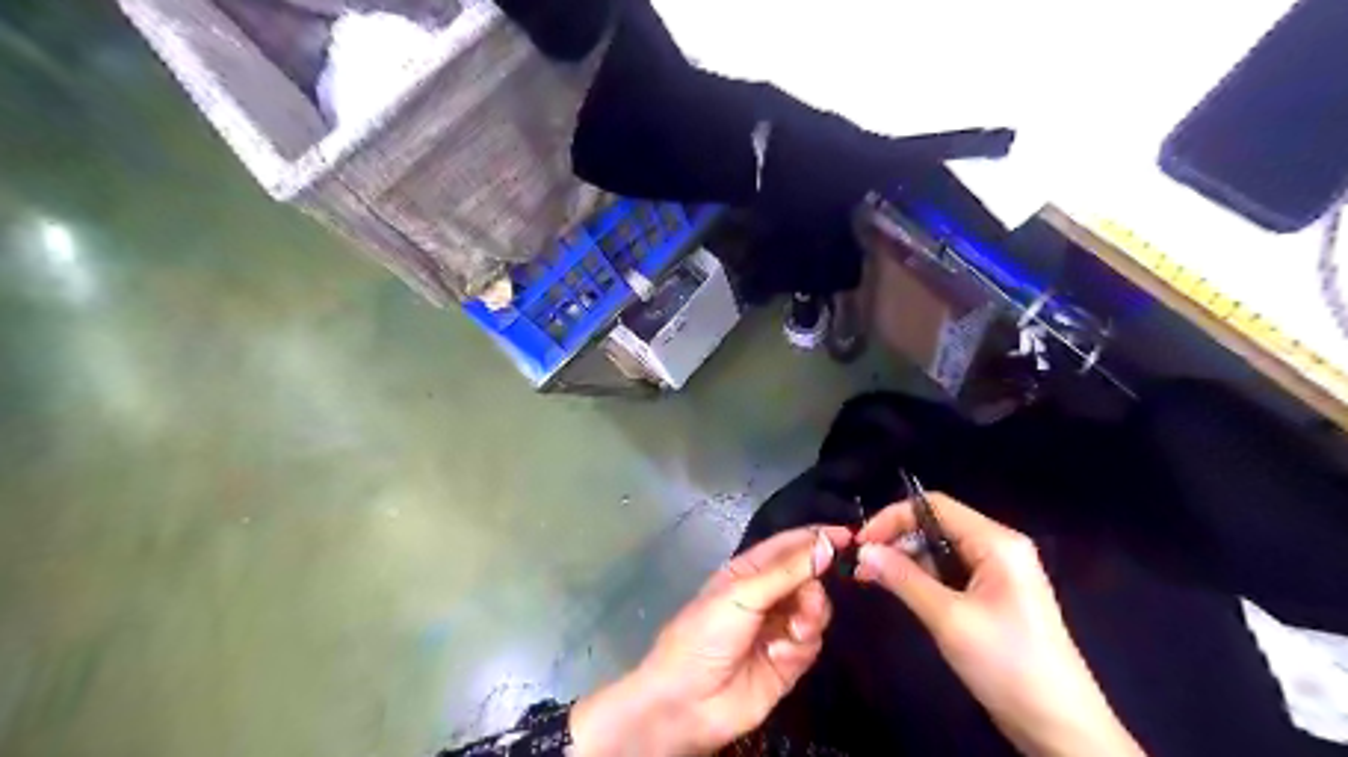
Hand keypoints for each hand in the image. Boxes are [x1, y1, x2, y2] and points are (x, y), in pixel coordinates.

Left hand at [570, 527, 845, 755]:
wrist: (688, 701)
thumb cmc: (705, 633)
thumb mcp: (742, 594)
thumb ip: (788, 570)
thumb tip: (827, 544)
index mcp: (748, 571)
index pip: (789, 545)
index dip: (816, 538)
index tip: (850, 536)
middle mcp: (766, 596)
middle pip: (808, 579)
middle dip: (815, 585)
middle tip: (811, 598)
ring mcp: (778, 629)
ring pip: (815, 611)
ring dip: (810, 615)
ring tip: (797, 628)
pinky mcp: (789, 662)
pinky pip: (811, 643)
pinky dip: (801, 645)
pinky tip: (781, 652)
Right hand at [852, 498, 1146, 755]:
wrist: (1061, 727)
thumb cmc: (1008, 665)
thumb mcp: (949, 619)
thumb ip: (904, 579)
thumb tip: (864, 550)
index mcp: (996, 542)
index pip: (935, 506)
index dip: (893, 517)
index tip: (860, 542)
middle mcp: (998, 548)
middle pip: (936, 525)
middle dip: (896, 540)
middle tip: (861, 565)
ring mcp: (998, 573)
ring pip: (940, 550)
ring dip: (905, 560)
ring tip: (870, 579)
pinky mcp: (993, 596)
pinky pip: (950, 573)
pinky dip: (921, 577)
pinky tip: (898, 590)